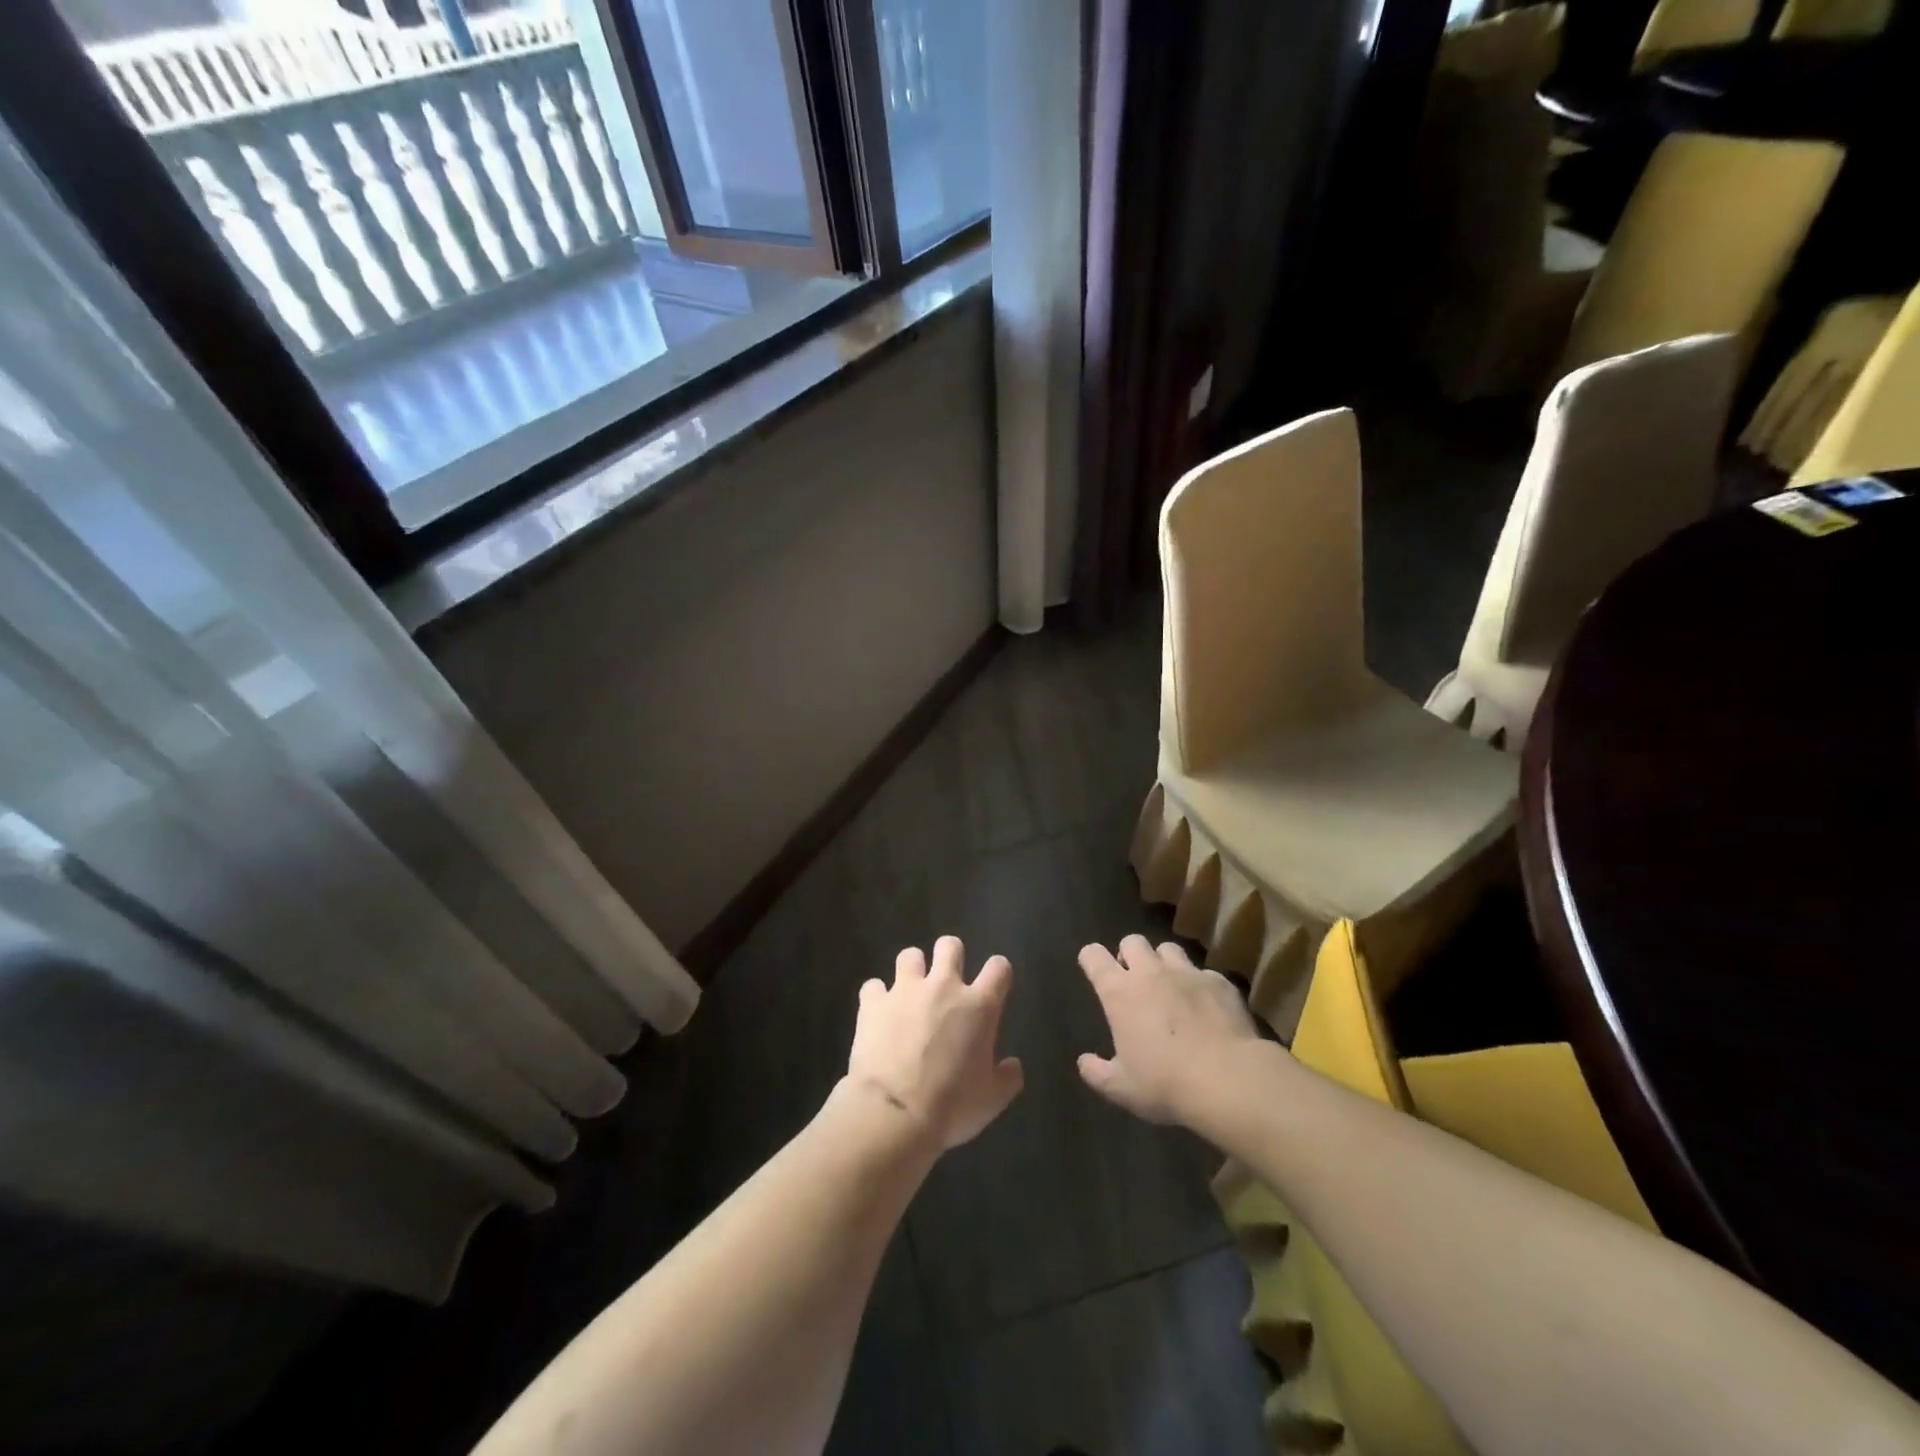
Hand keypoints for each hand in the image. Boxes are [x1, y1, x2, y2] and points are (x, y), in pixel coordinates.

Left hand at [845, 936, 1024, 1149]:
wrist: (893, 1114)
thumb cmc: (951, 1107)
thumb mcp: (992, 1100)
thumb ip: (1007, 1078)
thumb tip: (1013, 1065)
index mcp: (979, 1006)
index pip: (998, 967)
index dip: (998, 972)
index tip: (995, 984)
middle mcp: (944, 986)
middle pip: (950, 945)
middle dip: (950, 955)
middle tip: (947, 980)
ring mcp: (905, 990)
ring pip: (910, 955)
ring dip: (912, 970)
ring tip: (910, 991)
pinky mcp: (873, 1002)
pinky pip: (873, 986)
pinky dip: (876, 997)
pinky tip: (877, 1013)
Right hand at [1077, 935, 1262, 1125]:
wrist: (1228, 1080)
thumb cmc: (1165, 1083)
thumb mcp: (1121, 1088)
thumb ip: (1097, 1073)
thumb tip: (1084, 1063)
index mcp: (1119, 992)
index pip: (1093, 955)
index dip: (1090, 959)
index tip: (1093, 970)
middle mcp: (1150, 972)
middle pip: (1132, 941)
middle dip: (1130, 955)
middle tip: (1134, 981)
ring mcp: (1187, 973)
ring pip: (1168, 949)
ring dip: (1164, 963)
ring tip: (1170, 987)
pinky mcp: (1219, 982)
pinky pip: (1204, 973)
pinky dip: (1199, 985)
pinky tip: (1206, 1007)